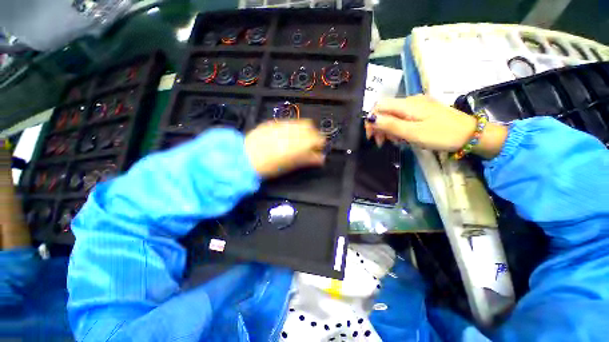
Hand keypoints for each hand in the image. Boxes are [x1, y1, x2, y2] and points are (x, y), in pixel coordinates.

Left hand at [245, 119, 325, 177]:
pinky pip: (288, 122)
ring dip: (304, 129)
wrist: (244, 158)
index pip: (317, 138)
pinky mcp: (272, 122)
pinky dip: (293, 128)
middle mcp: (290, 131)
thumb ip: (307, 160)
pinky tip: (287, 135)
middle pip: (310, 126)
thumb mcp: (290, 166)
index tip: (318, 148)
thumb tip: (320, 158)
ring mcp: (281, 125)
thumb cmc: (268, 167)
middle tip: (310, 143)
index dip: (320, 143)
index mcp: (296, 144)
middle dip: (313, 134)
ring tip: (299, 139)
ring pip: (299, 122)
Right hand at [365, 95, 507, 158]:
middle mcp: (411, 101)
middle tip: (381, 143)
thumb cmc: (441, 135)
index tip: (371, 136)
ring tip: (394, 142)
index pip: (379, 106)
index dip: (371, 120)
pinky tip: (403, 136)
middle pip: (385, 110)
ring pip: (393, 114)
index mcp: (407, 104)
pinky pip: (403, 117)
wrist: (471, 134)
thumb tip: (371, 118)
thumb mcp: (413, 133)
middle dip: (379, 126)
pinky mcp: (423, 111)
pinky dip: (398, 127)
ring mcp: (418, 105)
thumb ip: (390, 125)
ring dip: (388, 128)